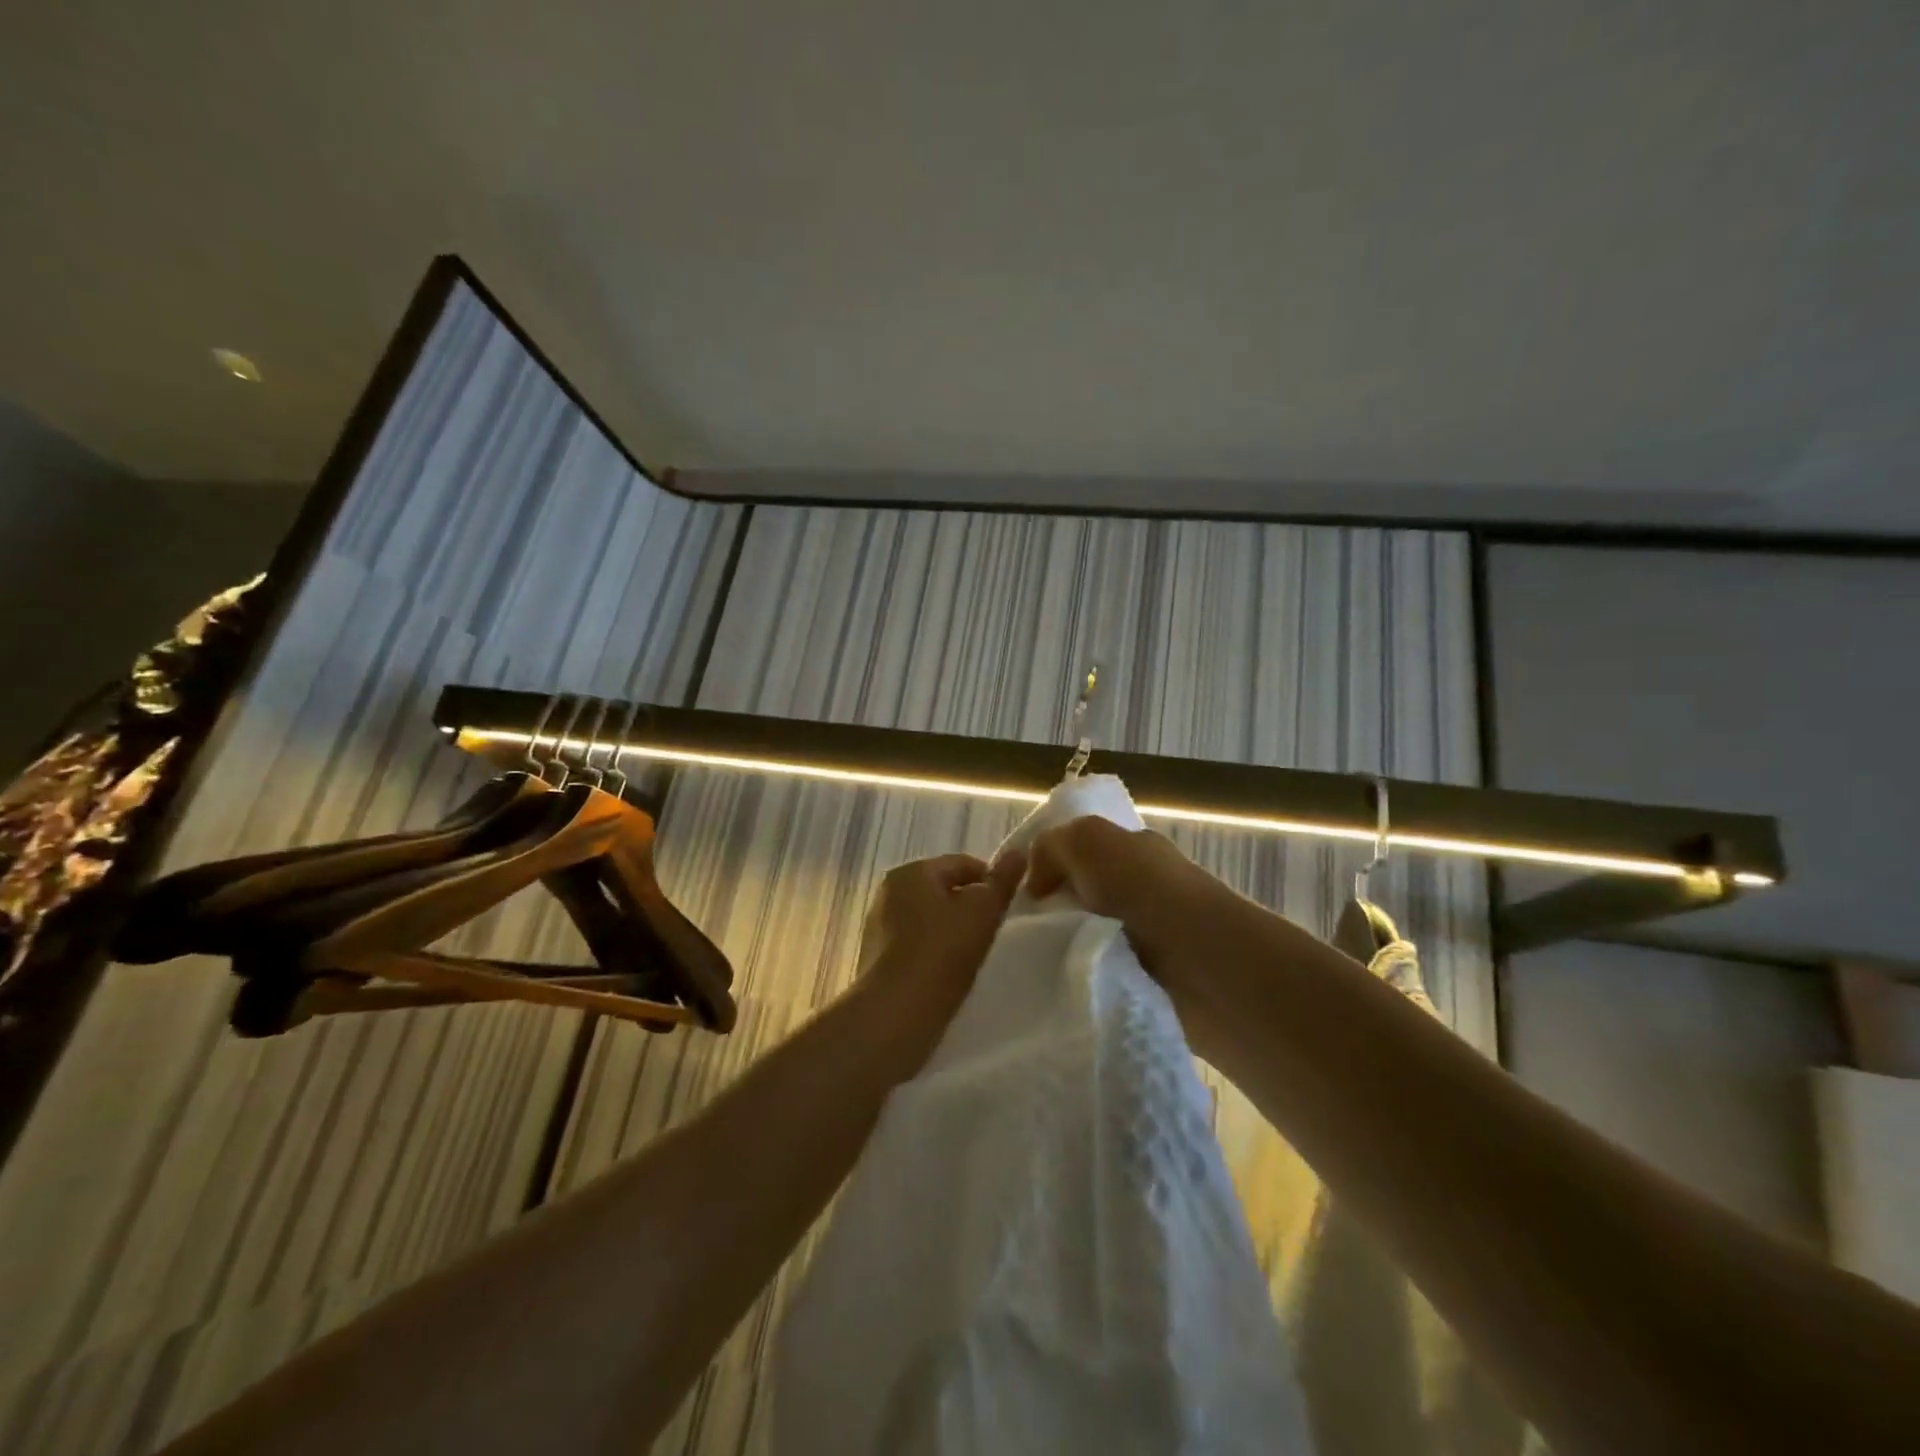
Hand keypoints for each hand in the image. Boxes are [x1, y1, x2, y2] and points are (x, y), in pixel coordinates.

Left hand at [856, 851, 1026, 1020]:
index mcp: (911, 871)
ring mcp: (878, 926)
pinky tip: (948, 973)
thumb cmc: (942, 952)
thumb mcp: (983, 910)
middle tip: (994, 932)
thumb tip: (1020, 851)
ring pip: (928, 918)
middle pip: (943, 890)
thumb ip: (1003, 880)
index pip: (963, 863)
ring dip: (951, 931)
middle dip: (969, 906)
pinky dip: (933, 952)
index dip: (991, 881)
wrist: (896, 1013)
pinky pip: (914, 944)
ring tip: (973, 956)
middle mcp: (888, 891)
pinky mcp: (875, 959)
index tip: (1009, 907)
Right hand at [1024, 817, 1235, 1038]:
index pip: (1082, 852)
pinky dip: (1087, 977)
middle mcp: (1146, 888)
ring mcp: (1153, 937)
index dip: (1049, 867)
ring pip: (1090, 937)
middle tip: (1018, 934)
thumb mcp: (1088, 841)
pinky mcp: (1155, 980)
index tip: (1018, 896)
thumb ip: (1052, 846)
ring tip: (1035, 965)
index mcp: (1135, 850)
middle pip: (1084, 895)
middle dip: (1053, 912)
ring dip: (1068, 948)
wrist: (1207, 966)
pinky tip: (1064, 986)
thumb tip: (1037, 882)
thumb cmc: (1146, 892)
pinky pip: (1106, 972)